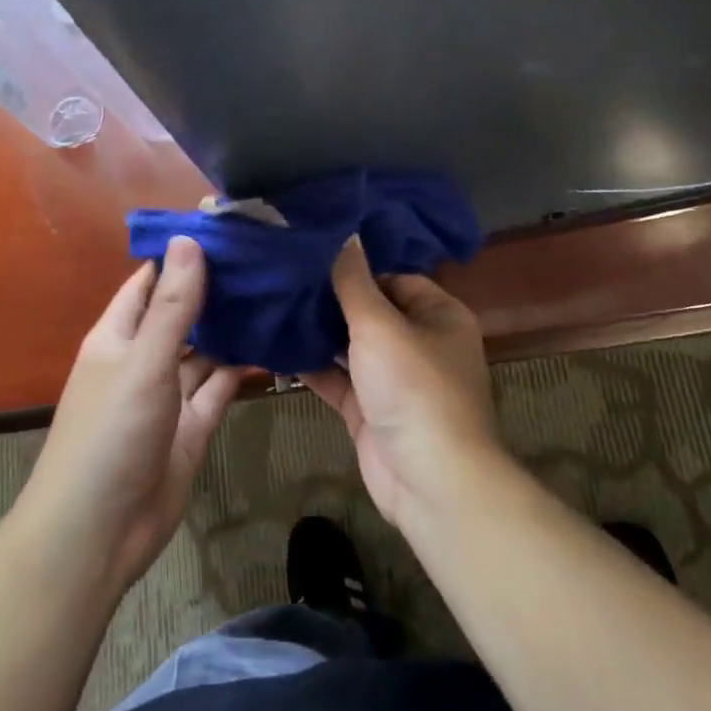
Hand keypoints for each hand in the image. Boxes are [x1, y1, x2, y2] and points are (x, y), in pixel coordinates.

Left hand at [19, 236, 242, 590]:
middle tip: (267, 260)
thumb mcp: (143, 361)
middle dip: (216, 291)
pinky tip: (274, 344)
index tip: (227, 231)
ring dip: (232, 329)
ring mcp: (168, 394)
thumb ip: (172, 305)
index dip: (181, 256)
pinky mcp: (192, 426)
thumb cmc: (110, 433)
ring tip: (278, 294)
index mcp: (117, 336)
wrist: (100, 531)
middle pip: (182, 314)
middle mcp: (142, 359)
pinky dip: (241, 368)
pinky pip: (219, 387)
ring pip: (204, 351)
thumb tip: (188, 239)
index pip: (149, 282)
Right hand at [300, 238, 505, 529]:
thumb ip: (354, 280)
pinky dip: (311, 367)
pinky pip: (337, 379)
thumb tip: (344, 231)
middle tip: (283, 278)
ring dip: (317, 333)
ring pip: (350, 347)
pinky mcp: (370, 410)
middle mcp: (420, 343)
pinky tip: (274, 348)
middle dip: (330, 300)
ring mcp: (393, 380)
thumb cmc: (412, 387)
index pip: (394, 278)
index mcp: (439, 315)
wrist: (428, 479)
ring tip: (271, 305)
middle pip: (370, 311)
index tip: (312, 256)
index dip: (356, 268)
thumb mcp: (380, 324)